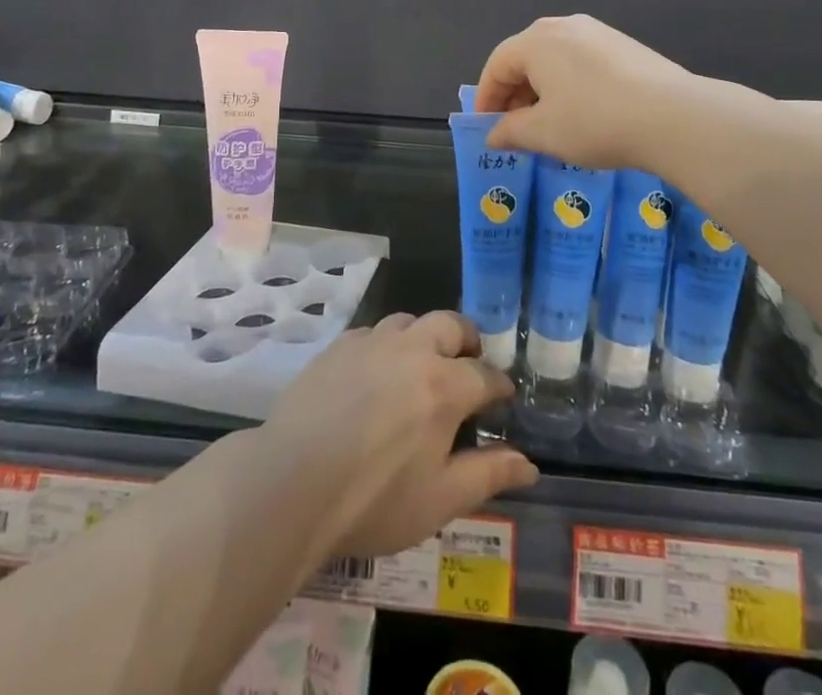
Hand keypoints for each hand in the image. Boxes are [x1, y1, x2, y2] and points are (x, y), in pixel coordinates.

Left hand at [258, 310, 536, 559]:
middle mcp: (412, 350)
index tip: (503, 398)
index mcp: (444, 385)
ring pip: (409, 321)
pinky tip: (376, 371)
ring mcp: (371, 342)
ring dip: (424, 336)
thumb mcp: (441, 499)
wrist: (292, 481)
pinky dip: (385, 345)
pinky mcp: (338, 346)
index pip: (485, 374)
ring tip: (422, 363)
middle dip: (467, 340)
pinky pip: (371, 332)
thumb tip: (529, 463)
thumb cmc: (375, 499)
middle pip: (450, 324)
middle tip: (468, 362)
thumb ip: (488, 474)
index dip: (500, 386)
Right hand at [474, 14, 696, 169]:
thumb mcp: (544, 133)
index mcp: (537, 41)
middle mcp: (564, 26)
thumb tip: (494, 134)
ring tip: (549, 125)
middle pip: (526, 58)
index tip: (487, 128)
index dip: (487, 98)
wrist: (673, 117)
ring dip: (543, 91)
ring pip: (556, 60)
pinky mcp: (624, 45)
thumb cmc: (594, 122)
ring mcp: (598, 32)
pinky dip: (570, 85)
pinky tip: (583, 114)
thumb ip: (510, 131)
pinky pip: (583, 62)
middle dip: (515, 94)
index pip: (497, 65)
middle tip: (515, 129)